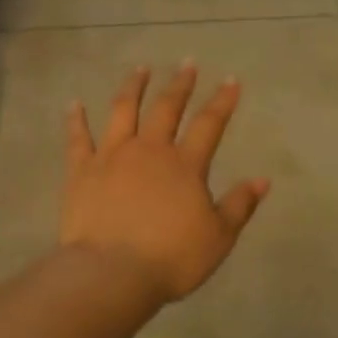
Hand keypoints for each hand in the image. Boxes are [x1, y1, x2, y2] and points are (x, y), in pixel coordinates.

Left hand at [60, 63, 270, 304]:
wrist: (112, 273)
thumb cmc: (171, 258)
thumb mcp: (218, 237)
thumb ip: (239, 205)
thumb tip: (262, 180)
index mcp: (185, 165)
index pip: (209, 124)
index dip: (222, 101)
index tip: (231, 80)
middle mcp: (149, 150)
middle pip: (166, 108)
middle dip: (180, 84)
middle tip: (187, 64)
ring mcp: (112, 156)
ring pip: (123, 111)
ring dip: (133, 87)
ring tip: (140, 69)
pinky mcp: (81, 171)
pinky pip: (78, 139)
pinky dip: (76, 120)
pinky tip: (75, 104)